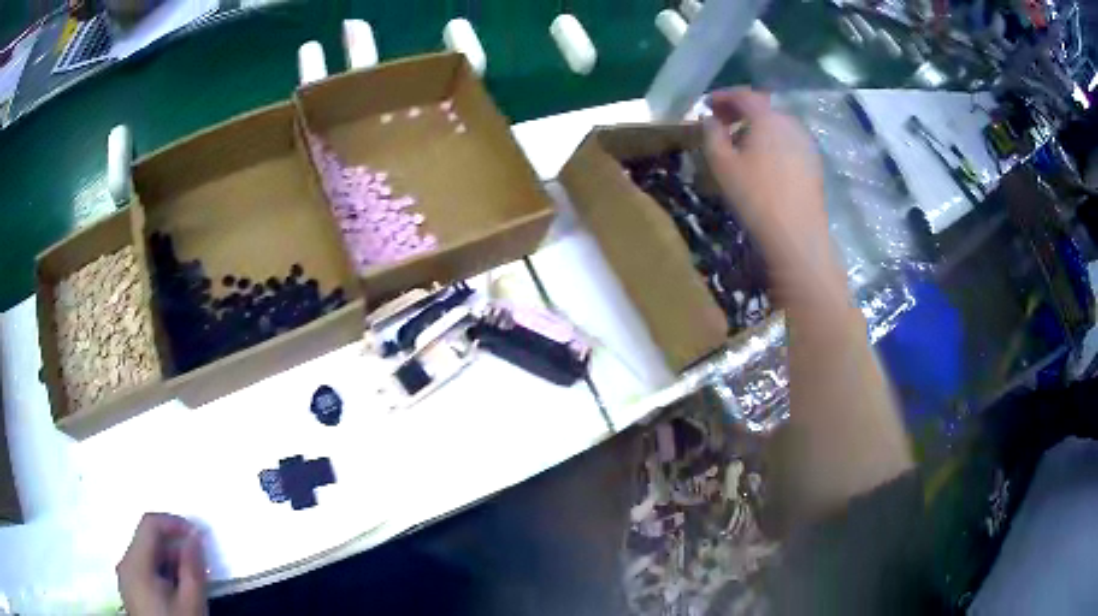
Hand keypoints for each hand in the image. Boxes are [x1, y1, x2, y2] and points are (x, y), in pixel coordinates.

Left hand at [117, 513, 207, 615]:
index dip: (174, 523)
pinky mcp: (130, 592)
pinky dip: (161, 574)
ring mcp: (125, 579)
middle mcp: (124, 564)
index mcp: (135, 562)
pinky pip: (143, 571)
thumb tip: (194, 536)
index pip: (150, 524)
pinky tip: (177, 593)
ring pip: (146, 557)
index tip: (198, 535)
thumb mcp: (192, 603)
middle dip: (174, 548)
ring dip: (169, 563)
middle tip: (199, 565)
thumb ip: (192, 567)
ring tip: (191, 582)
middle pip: (147, 541)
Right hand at [703, 88, 833, 274]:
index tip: (706, 104)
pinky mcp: (814, 162)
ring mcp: (805, 142)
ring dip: (757, 126)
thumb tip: (710, 120)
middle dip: (740, 110)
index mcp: (767, 117)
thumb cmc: (755, 195)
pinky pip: (788, 140)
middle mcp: (790, 122)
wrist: (796, 233)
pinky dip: (772, 141)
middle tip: (722, 122)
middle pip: (763, 106)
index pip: (743, 95)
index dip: (722, 96)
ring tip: (741, 142)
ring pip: (777, 124)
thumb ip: (711, 134)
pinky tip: (764, 160)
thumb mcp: (721, 163)